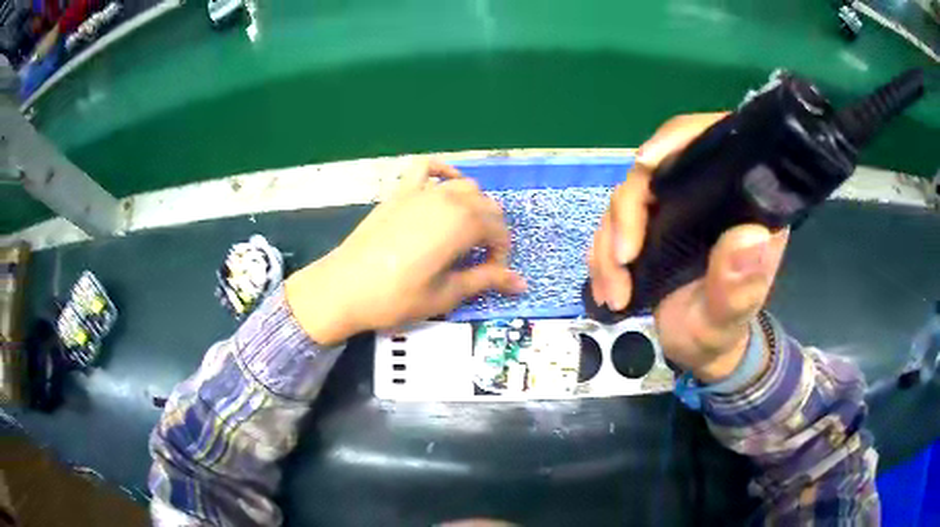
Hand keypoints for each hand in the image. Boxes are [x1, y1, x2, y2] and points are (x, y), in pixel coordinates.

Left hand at [286, 159, 525, 345]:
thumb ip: (486, 280)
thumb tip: (522, 283)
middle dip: (492, 230)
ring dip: (475, 205)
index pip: (498, 230)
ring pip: (464, 186)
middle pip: (486, 205)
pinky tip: (446, 185)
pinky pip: (426, 167)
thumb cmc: (396, 297)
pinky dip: (442, 171)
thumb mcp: (446, 294)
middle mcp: (446, 199)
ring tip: (467, 230)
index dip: (501, 253)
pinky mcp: (400, 192)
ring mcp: (421, 191)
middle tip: (483, 257)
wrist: (344, 288)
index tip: (494, 272)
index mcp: (462, 224)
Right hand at [588, 114, 788, 381]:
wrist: (698, 351)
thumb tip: (751, 235)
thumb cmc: (720, 334)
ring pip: (627, 196)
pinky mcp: (650, 225)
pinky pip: (612, 224)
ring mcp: (675, 208)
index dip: (679, 139)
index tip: (646, 164)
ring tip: (614, 293)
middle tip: (622, 260)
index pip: (712, 143)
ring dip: (609, 243)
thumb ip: (739, 285)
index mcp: (740, 203)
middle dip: (629, 211)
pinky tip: (606, 290)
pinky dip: (601, 255)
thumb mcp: (729, 318)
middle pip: (657, 167)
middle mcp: (706, 195)